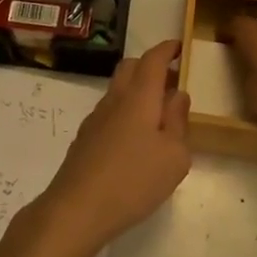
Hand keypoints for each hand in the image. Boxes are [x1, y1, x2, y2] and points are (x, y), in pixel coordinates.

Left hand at [38, 40, 189, 252]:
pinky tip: (135, 138)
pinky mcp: (86, 137)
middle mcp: (115, 98)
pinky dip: (126, 110)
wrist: (77, 208)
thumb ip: (178, 121)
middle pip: (131, 67)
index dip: (167, 50)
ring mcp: (96, 117)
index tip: (179, 47)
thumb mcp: (174, 156)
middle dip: (151, 66)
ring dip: (138, 89)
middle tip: (172, 81)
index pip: (153, 59)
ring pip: (118, 88)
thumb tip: (177, 95)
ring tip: (158, 113)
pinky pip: (110, 110)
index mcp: (139, 96)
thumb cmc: (134, 180)